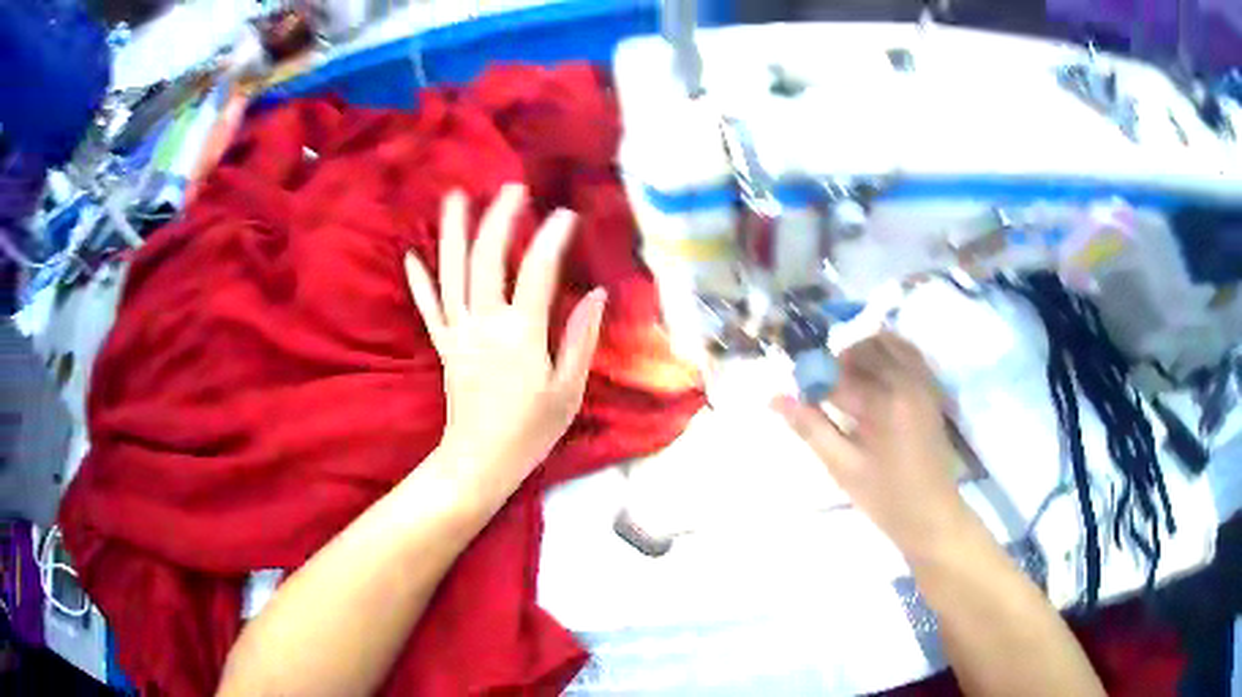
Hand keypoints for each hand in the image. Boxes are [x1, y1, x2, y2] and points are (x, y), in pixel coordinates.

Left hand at [404, 184, 606, 503]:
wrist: (479, 462)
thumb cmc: (530, 431)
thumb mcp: (569, 391)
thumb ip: (581, 339)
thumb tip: (596, 293)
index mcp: (521, 335)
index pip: (539, 272)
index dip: (553, 238)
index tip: (566, 214)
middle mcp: (485, 324)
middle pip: (488, 259)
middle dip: (499, 219)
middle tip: (512, 189)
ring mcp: (458, 333)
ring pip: (452, 273)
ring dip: (453, 232)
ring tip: (455, 197)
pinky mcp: (442, 346)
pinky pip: (428, 308)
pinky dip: (419, 281)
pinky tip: (411, 255)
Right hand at [772, 332, 971, 557]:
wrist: (933, 515)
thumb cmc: (886, 498)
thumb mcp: (843, 468)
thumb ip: (810, 428)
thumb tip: (775, 398)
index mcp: (885, 403)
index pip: (837, 376)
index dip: (812, 381)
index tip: (799, 395)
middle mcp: (907, 381)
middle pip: (863, 348)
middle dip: (837, 362)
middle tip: (823, 391)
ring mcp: (923, 382)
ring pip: (887, 342)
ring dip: (861, 353)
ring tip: (847, 382)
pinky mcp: (931, 388)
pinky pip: (908, 352)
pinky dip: (887, 352)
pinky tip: (874, 376)